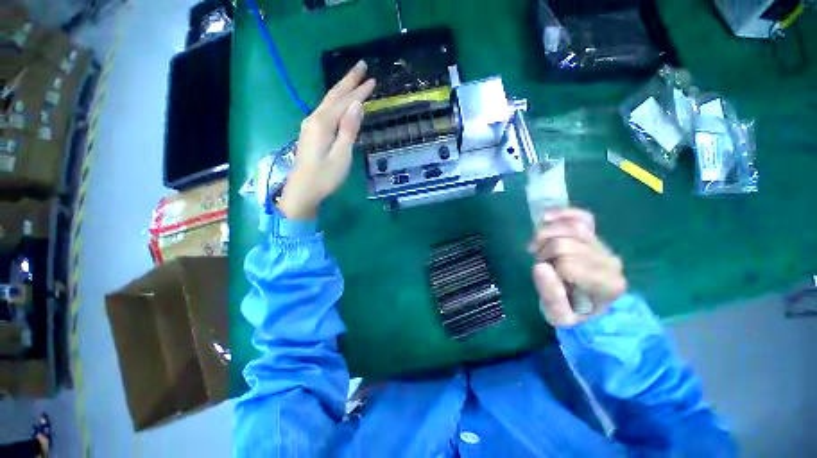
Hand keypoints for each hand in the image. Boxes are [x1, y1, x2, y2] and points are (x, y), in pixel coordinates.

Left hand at [277, 61, 375, 218]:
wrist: (302, 191)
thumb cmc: (325, 177)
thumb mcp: (342, 155)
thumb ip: (349, 130)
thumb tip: (357, 106)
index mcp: (323, 123)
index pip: (344, 101)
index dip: (359, 90)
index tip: (373, 80)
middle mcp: (314, 119)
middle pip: (334, 95)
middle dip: (349, 80)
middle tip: (362, 66)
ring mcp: (310, 125)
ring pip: (328, 102)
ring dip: (342, 89)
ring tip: (354, 80)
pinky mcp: (311, 133)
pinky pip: (326, 111)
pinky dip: (336, 102)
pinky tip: (341, 102)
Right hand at [528, 208, 626, 326]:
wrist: (589, 306)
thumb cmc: (573, 313)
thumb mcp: (558, 317)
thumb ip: (551, 296)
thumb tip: (540, 266)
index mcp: (607, 286)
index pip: (568, 265)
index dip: (547, 267)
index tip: (543, 275)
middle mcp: (611, 263)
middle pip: (565, 244)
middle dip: (544, 252)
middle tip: (540, 263)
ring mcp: (605, 247)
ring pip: (571, 228)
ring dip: (545, 235)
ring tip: (537, 246)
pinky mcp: (597, 237)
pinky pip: (583, 218)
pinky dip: (564, 214)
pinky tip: (546, 217)